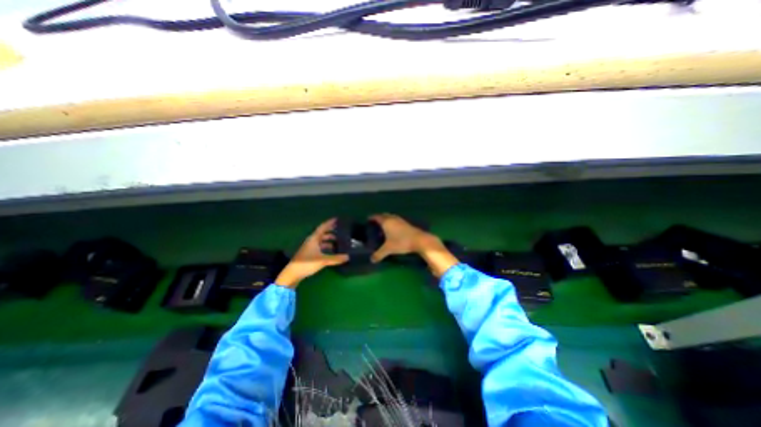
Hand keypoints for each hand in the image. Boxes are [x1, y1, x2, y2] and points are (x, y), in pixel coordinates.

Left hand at [276, 218, 349, 287]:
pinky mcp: (309, 254)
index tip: (337, 219)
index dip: (329, 223)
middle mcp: (312, 241)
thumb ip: (336, 258)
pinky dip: (326, 247)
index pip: (323, 227)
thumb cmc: (307, 263)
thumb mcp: (323, 260)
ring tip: (338, 242)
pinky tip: (332, 251)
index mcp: (314, 239)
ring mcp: (310, 248)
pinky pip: (320, 247)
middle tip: (340, 230)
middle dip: (331, 231)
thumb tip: (348, 257)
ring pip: (321, 241)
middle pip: (322, 233)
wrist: (292, 273)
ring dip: (329, 240)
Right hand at [370, 215, 429, 261]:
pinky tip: (393, 230)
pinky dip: (392, 223)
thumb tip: (371, 260)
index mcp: (386, 222)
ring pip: (391, 217)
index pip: (376, 217)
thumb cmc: (401, 242)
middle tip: (375, 224)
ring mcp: (400, 220)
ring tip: (383, 227)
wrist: (419, 240)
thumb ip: (379, 254)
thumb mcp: (388, 249)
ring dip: (386, 220)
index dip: (371, 217)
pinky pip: (396, 220)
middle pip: (384, 215)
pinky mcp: (406, 223)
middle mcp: (392, 218)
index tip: (368, 219)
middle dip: (379, 218)